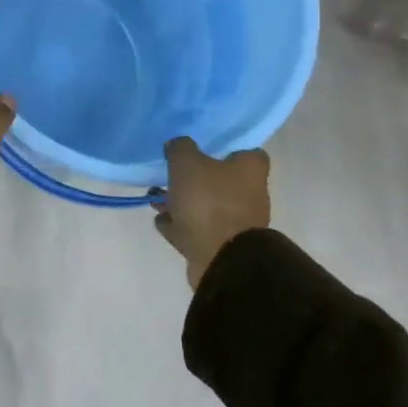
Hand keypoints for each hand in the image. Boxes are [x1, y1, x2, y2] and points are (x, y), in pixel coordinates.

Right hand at [153, 138, 270, 288]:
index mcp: (250, 170)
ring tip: (156, 198)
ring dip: (182, 202)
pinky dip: (181, 224)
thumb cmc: (209, 202)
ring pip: (207, 205)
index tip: (203, 144)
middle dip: (195, 176)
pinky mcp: (223, 246)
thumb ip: (180, 148)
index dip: (226, 146)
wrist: (222, 262)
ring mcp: (238, 224)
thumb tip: (178, 145)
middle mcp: (251, 195)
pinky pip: (198, 229)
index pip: (247, 150)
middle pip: (222, 179)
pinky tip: (161, 220)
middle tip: (170, 172)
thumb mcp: (186, 163)